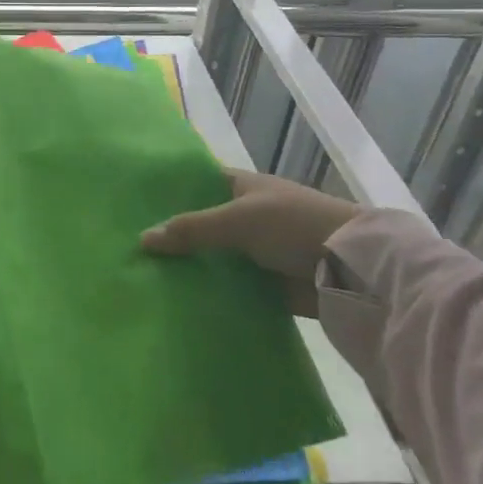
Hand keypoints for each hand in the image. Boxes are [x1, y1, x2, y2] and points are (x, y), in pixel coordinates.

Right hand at [140, 168, 357, 315]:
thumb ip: (192, 229)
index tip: (134, 204)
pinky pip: (230, 287)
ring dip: (190, 266)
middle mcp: (247, 216)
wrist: (351, 269)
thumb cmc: (294, 226)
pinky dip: (210, 292)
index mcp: (243, 187)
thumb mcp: (238, 220)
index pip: (198, 183)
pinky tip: (178, 300)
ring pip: (214, 257)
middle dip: (173, 235)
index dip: (170, 191)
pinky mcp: (266, 285)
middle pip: (202, 223)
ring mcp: (257, 251)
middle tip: (131, 248)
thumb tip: (143, 238)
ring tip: (145, 277)